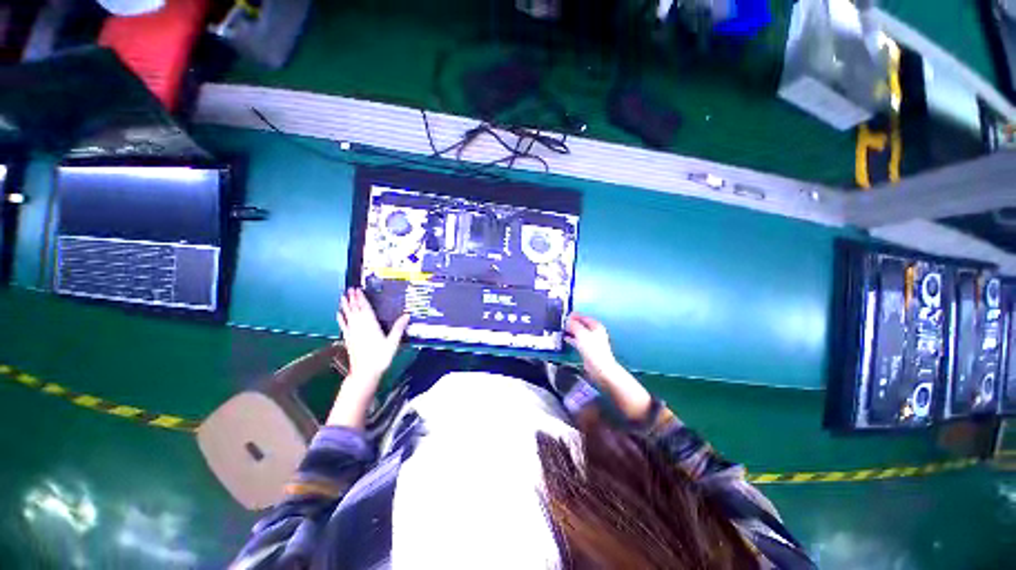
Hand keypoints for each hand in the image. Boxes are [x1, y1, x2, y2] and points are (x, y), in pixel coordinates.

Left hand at [337, 288, 409, 381]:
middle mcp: (360, 327)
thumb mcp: (393, 343)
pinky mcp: (349, 339)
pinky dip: (341, 318)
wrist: (365, 373)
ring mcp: (353, 333)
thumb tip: (406, 315)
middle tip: (350, 289)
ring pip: (348, 316)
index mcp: (371, 326)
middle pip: (355, 310)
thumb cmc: (380, 358)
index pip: (365, 309)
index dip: (361, 299)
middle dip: (353, 299)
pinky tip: (339, 314)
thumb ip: (398, 328)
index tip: (358, 290)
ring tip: (342, 297)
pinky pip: (344, 325)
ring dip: (345, 306)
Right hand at [565, 314, 619, 382]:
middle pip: (582, 325)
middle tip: (563, 323)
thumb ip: (574, 325)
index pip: (584, 317)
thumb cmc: (592, 348)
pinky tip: (565, 338)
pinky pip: (578, 341)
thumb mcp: (581, 334)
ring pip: (579, 333)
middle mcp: (595, 332)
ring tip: (562, 329)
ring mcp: (591, 341)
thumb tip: (568, 320)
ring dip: (571, 331)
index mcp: (596, 326)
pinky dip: (572, 338)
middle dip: (572, 323)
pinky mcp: (588, 349)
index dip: (575, 316)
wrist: (599, 367)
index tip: (566, 316)